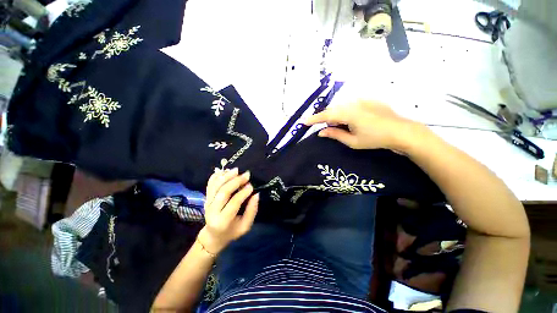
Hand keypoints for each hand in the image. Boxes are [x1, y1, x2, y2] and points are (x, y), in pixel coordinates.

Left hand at [197, 168, 258, 254]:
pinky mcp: (206, 198)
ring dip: (226, 176)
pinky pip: (210, 184)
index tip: (251, 186)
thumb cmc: (232, 232)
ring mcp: (207, 203)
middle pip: (223, 192)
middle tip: (246, 175)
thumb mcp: (245, 227)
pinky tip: (225, 171)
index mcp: (222, 220)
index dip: (243, 193)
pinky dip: (216, 176)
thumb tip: (256, 194)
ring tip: (237, 170)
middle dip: (236, 181)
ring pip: (215, 186)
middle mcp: (212, 210)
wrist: (213, 235)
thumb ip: (252, 211)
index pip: (233, 202)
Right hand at [305, 100, 424, 151]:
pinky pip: (350, 105)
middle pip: (332, 110)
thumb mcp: (352, 141)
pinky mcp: (368, 100)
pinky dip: (345, 113)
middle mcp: (353, 103)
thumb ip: (335, 134)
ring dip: (336, 116)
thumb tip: (321, 132)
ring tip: (338, 126)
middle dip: (326, 119)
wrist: (402, 131)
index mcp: (348, 113)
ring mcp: (361, 100)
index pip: (325, 115)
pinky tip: (350, 120)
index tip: (304, 122)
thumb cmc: (375, 139)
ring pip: (341, 107)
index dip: (313, 119)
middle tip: (325, 129)